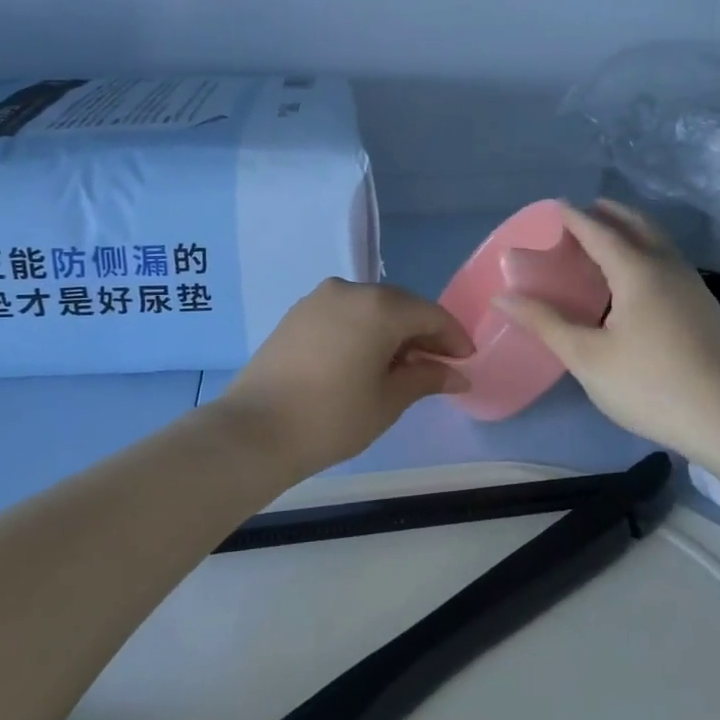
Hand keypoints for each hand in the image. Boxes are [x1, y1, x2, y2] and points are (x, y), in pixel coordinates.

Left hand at [215, 278, 471, 474]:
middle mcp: (350, 290)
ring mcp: (319, 299)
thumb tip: (457, 374)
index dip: (453, 338)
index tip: (466, 362)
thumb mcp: (388, 400)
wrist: (254, 430)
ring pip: (371, 308)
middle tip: (438, 365)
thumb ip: (426, 378)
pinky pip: (344, 314)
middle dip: (423, 333)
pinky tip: (366, 359)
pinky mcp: (297, 314)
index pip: (430, 315)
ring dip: (392, 331)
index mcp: (380, 306)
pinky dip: (363, 330)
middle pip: (400, 306)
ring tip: (401, 365)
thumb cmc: (332, 417)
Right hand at [495, 201, 719, 461]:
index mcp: (637, 270)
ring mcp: (693, 286)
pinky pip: (668, 263)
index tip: (554, 207)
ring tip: (605, 243)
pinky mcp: (705, 307)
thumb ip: (545, 323)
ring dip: (631, 232)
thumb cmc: (651, 384)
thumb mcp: (588, 357)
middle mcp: (668, 267)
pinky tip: (636, 283)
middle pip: (637, 225)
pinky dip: (645, 254)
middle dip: (608, 214)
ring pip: (658, 243)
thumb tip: (503, 296)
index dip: (573, 218)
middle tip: (583, 215)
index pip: (599, 230)